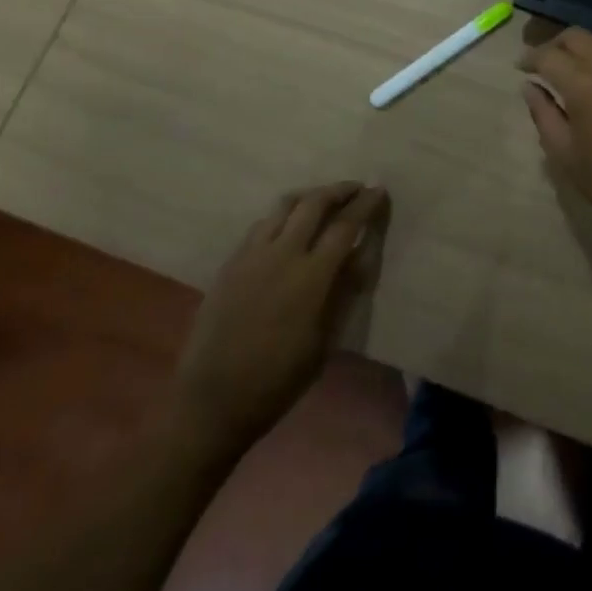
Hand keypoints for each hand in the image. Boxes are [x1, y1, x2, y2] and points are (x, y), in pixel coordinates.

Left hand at [179, 183, 389, 451]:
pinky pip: (262, 224)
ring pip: (285, 205)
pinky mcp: (232, 261)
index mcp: (311, 276)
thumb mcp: (324, 342)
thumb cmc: (277, 380)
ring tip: (323, 201)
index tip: (379, 190)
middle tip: (355, 189)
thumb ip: (344, 291)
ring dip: (309, 196)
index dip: (365, 204)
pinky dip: (283, 216)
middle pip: (314, 202)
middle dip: (339, 190)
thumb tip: (361, 254)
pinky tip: (288, 228)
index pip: (345, 225)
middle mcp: (283, 253)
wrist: (212, 401)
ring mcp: (253, 254)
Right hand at [518, 29, 591, 250]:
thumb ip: (543, 113)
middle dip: (556, 45)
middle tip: (543, 64)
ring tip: (570, 70)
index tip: (520, 67)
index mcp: (584, 85)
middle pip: (578, 37)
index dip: (531, 58)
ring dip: (582, 48)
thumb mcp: (565, 154)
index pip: (549, 55)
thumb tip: (530, 86)